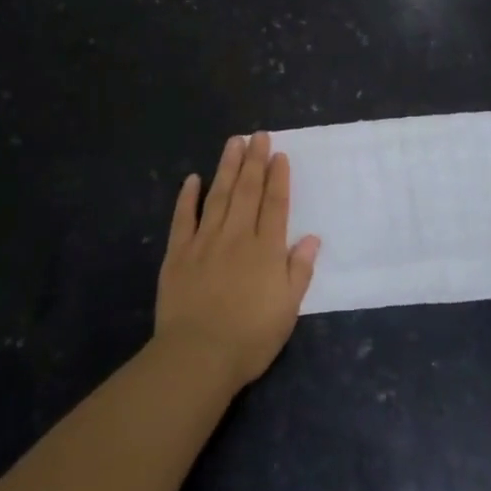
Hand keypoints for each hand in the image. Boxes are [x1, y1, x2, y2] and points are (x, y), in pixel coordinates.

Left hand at [154, 133, 320, 392]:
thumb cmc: (250, 337)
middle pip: (247, 191)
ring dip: (227, 167)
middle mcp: (237, 237)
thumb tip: (312, 238)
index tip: (279, 155)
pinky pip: (183, 219)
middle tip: (258, 135)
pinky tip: (192, 179)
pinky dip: (187, 197)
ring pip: (218, 196)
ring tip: (233, 142)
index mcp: (266, 250)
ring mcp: (205, 242)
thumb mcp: (288, 309)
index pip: (275, 204)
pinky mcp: (178, 254)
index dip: (278, 178)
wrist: (198, 355)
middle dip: (254, 161)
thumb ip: (300, 270)